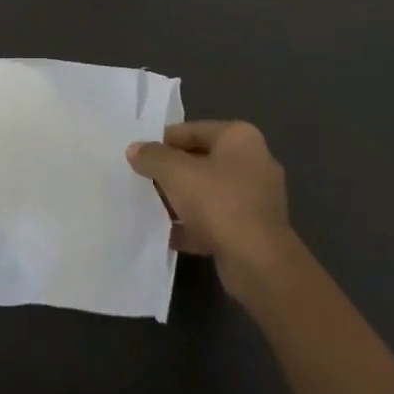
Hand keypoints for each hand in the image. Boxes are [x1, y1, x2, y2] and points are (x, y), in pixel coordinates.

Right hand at [127, 120, 294, 293]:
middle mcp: (254, 162)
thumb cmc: (219, 202)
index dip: (165, 141)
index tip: (142, 155)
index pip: (194, 130)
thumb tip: (134, 149)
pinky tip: (170, 235)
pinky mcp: (255, 230)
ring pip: (210, 192)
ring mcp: (257, 198)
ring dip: (184, 200)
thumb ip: (152, 157)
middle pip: (202, 160)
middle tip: (146, 180)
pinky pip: (218, 220)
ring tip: (154, 207)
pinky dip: (196, 225)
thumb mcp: (176, 173)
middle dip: (174, 171)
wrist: (259, 264)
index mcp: (240, 137)